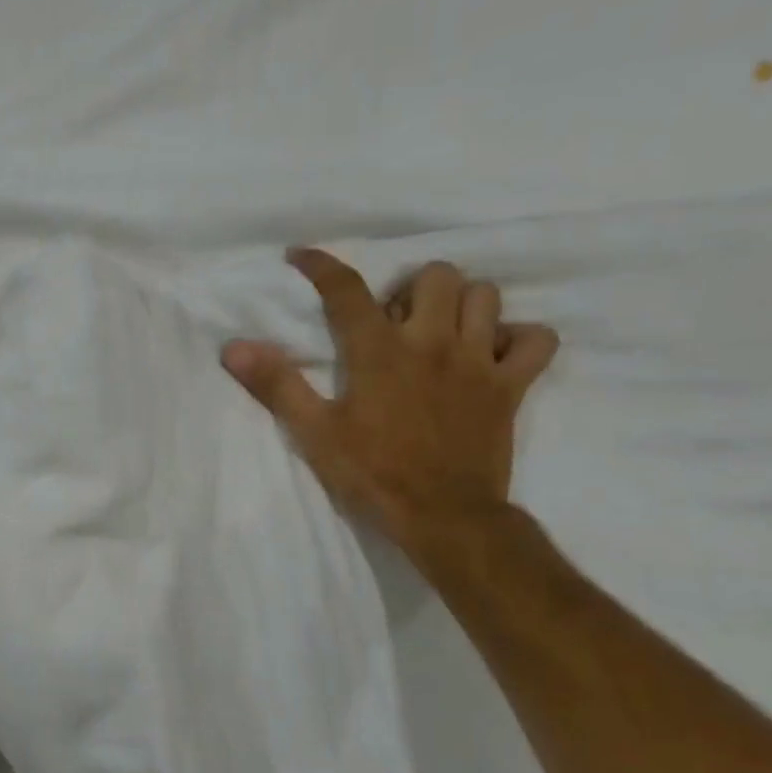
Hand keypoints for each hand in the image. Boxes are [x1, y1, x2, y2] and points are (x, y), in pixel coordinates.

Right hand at [222, 249, 557, 560]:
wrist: (443, 517)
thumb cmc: (373, 474)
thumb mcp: (314, 433)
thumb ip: (277, 385)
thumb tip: (234, 347)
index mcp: (379, 352)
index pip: (347, 289)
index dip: (321, 265)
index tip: (301, 256)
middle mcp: (433, 343)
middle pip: (435, 276)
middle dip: (410, 289)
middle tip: (393, 322)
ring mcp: (479, 362)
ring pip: (486, 296)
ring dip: (460, 305)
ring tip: (439, 332)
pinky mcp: (512, 386)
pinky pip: (537, 340)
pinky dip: (519, 338)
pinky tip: (493, 354)